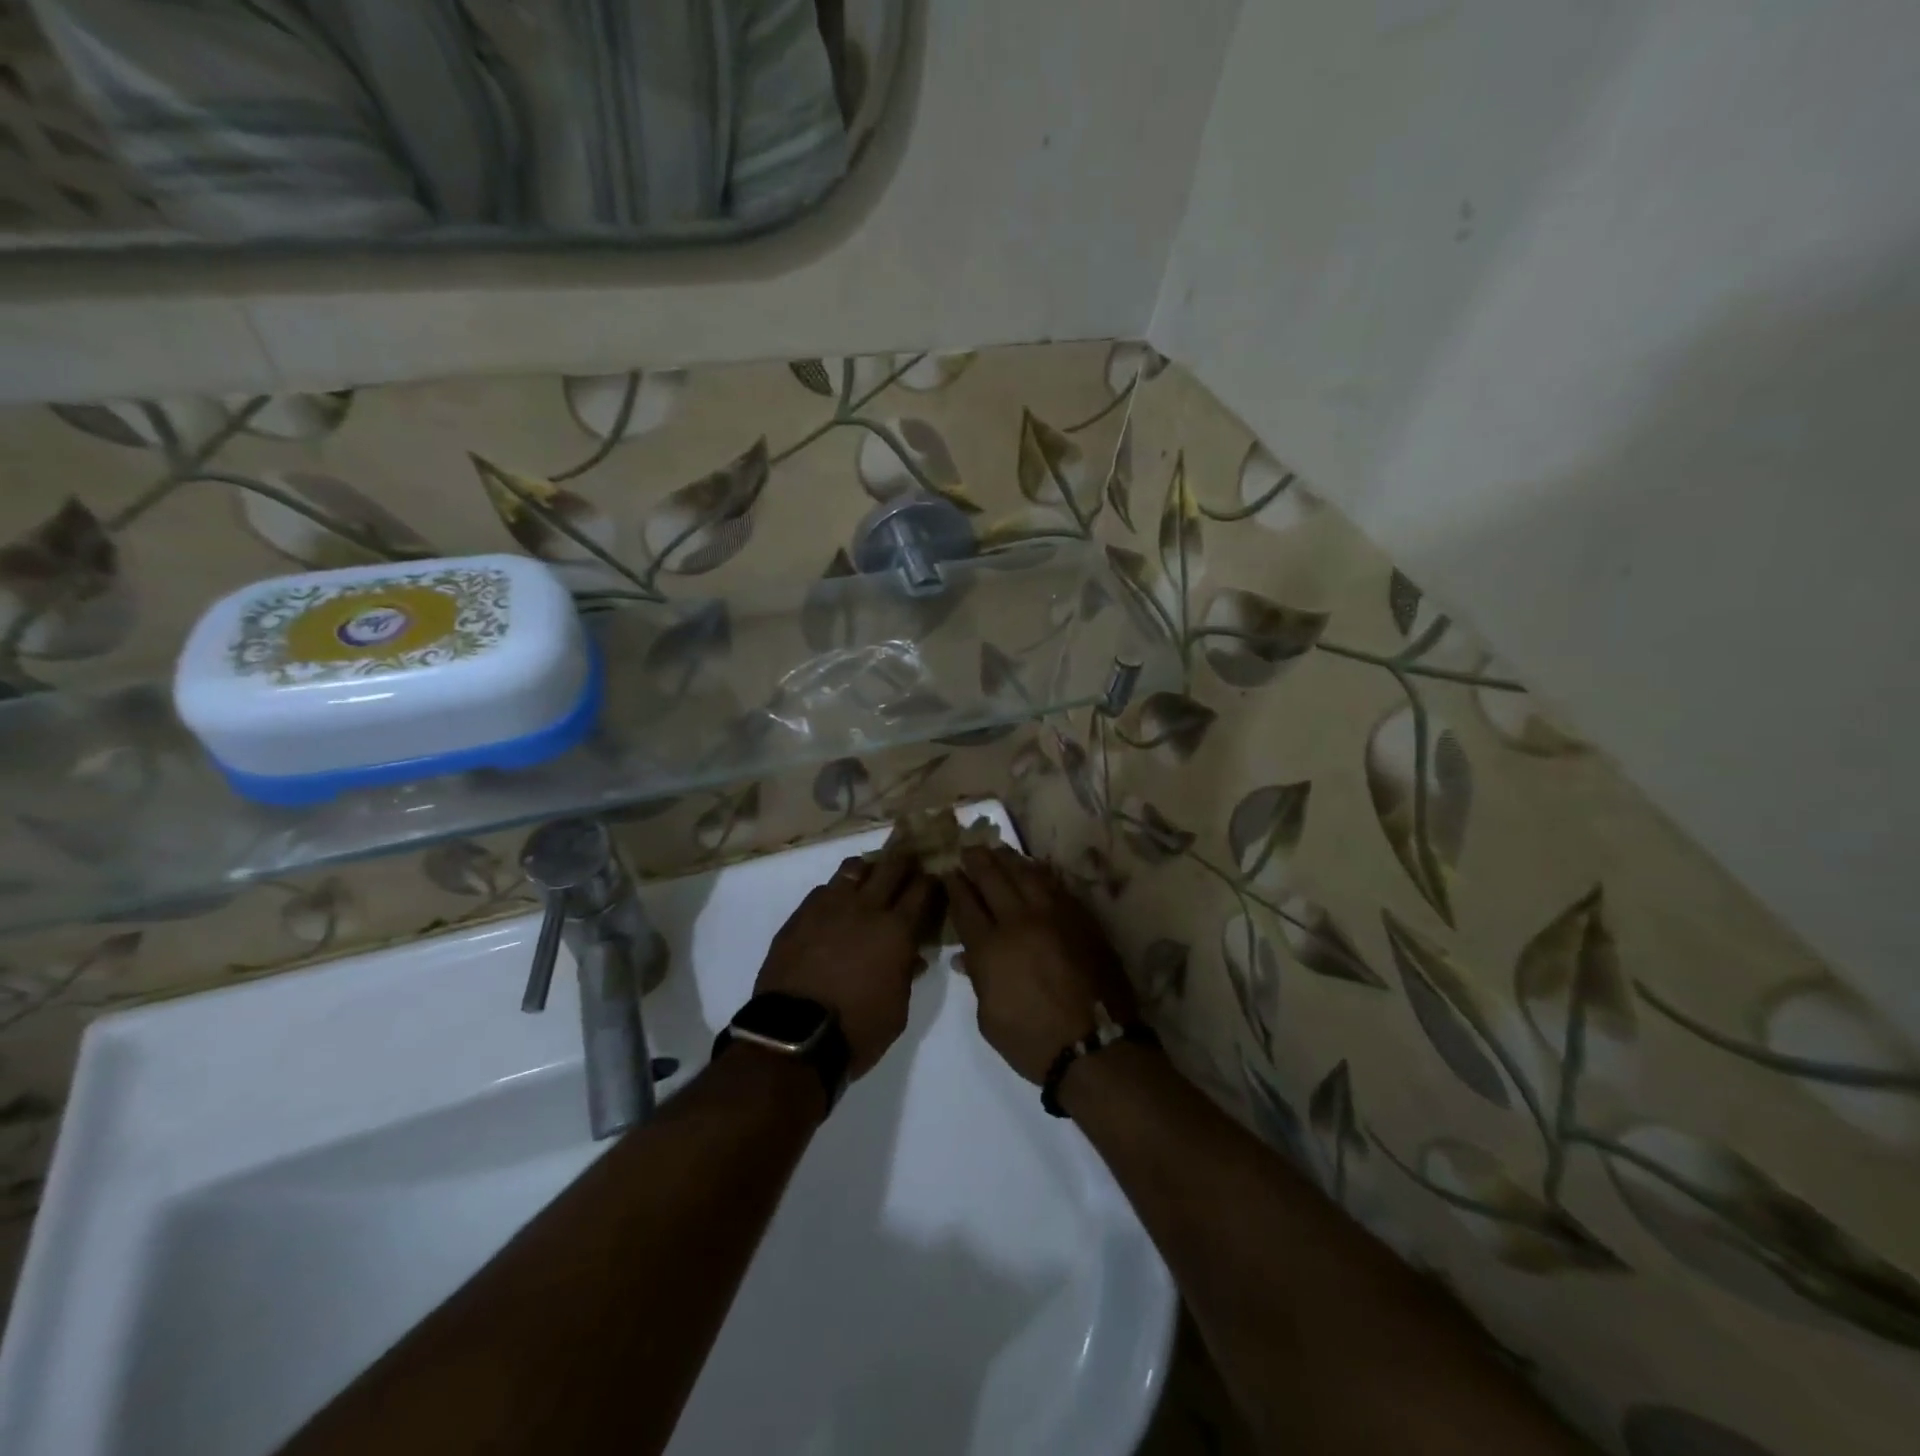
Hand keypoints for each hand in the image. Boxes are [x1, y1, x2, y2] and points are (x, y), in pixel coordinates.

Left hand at [754, 847, 943, 1078]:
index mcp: (897, 930)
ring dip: (868, 869)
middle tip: (910, 859)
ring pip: (854, 868)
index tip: (935, 876)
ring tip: (871, 876)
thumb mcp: (897, 1009)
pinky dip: (836, 891)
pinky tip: (837, 905)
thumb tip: (912, 956)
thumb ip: (906, 975)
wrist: (793, 1035)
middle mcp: (866, 908)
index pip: (922, 889)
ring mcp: (830, 907)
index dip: (931, 879)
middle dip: (905, 859)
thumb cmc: (857, 1029)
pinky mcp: (800, 915)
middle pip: (891, 865)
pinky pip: (824, 889)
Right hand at [941, 845, 1138, 1083]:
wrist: (1095, 1046)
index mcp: (990, 948)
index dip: (955, 886)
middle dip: (977, 861)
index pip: (966, 905)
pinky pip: (1055, 885)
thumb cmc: (1033, 1041)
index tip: (949, 871)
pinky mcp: (1079, 918)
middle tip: (968, 848)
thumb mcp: (990, 1018)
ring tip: (996, 848)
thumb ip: (978, 980)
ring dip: (1007, 859)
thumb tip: (966, 956)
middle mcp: (1019, 922)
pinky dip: (1039, 872)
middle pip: (993, 879)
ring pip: (1026, 874)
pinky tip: (1032, 867)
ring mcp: (1053, 916)